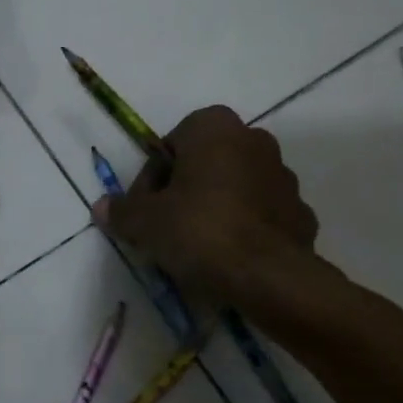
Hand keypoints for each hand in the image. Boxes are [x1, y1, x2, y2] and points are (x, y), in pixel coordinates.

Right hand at [91, 106, 318, 306]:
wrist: (267, 276)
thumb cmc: (199, 230)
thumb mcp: (145, 222)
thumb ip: (122, 210)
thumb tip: (102, 207)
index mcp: (214, 127)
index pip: (170, 145)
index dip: (152, 179)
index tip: (145, 210)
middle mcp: (253, 139)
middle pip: (205, 163)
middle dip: (185, 189)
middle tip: (166, 226)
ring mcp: (283, 175)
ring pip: (235, 186)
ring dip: (216, 206)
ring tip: (197, 246)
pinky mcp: (300, 211)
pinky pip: (261, 214)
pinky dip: (245, 227)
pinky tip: (229, 256)